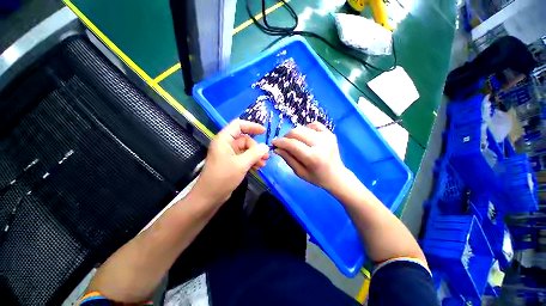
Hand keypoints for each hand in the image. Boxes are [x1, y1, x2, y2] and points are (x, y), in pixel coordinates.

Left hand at [193, 120, 269, 203]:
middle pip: (245, 140)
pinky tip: (257, 168)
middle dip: (256, 148)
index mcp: (224, 139)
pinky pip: (244, 158)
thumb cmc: (223, 177)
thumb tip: (265, 146)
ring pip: (245, 150)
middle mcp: (226, 145)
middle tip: (266, 157)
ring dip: (255, 156)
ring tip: (263, 164)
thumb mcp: (241, 164)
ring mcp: (228, 154)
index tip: (264, 132)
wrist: (209, 197)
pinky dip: (251, 161)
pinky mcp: (231, 163)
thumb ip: (255, 153)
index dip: (252, 126)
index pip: (238, 125)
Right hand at [272, 122, 348, 190]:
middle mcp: (320, 144)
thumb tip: (277, 148)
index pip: (292, 144)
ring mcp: (326, 136)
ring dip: (294, 133)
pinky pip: (313, 124)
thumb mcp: (299, 172)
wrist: (336, 175)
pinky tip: (305, 137)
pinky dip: (305, 129)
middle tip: (284, 144)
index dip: (280, 142)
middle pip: (296, 132)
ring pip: (303, 127)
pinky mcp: (329, 133)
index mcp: (313, 157)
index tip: (274, 142)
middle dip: (286, 136)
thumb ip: (288, 159)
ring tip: (294, 141)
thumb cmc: (316, 177)